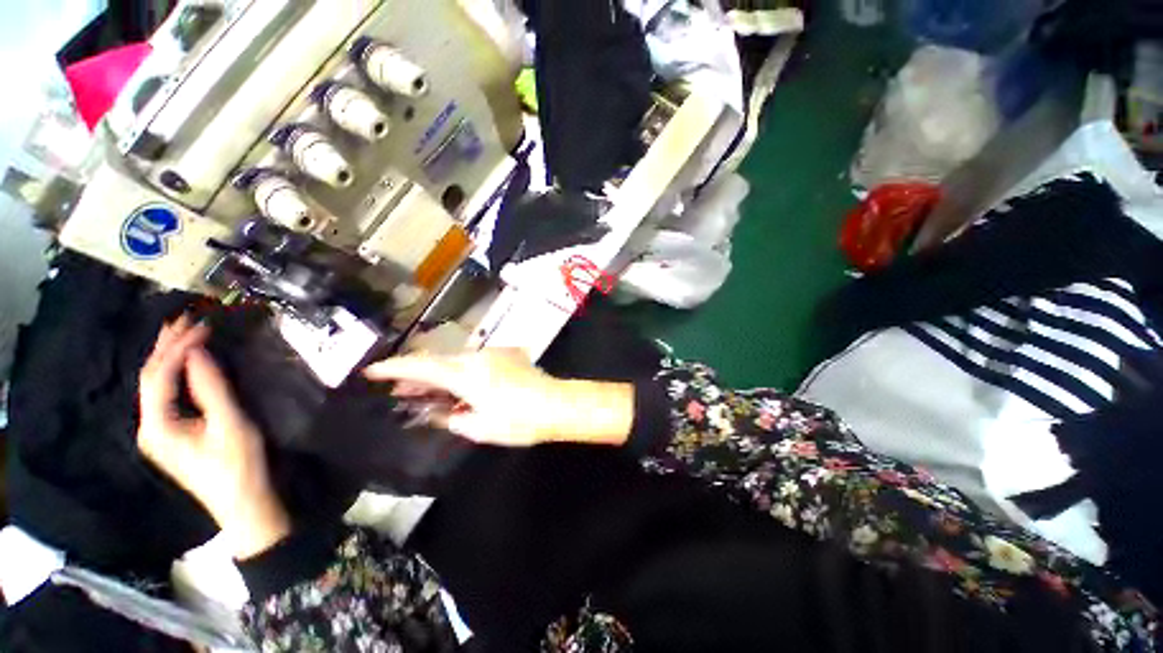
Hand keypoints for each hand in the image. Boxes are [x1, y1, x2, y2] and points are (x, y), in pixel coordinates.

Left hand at [137, 317, 289, 558]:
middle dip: (166, 346)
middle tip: (186, 318)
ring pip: (155, 385)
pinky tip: (184, 362)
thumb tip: (200, 351)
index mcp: (157, 425)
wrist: (242, 501)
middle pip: (150, 378)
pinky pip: (165, 394)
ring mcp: (157, 431)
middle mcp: (149, 425)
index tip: (202, 324)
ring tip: (183, 331)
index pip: (159, 375)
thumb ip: (212, 388)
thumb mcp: (230, 424)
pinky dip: (173, 372)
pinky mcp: (170, 433)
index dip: (177, 346)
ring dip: (168, 356)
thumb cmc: (237, 464)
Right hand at [364, 348, 634, 446]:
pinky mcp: (507, 353)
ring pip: (456, 360)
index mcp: (468, 375)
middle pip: (439, 361)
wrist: (557, 404)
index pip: (422, 367)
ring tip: (426, 391)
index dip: (394, 368)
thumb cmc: (520, 421)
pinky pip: (475, 360)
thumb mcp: (480, 428)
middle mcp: (478, 357)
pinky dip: (461, 371)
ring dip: (440, 373)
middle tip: (399, 390)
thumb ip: (452, 418)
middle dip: (417, 374)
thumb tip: (436, 413)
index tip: (371, 371)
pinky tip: (460, 385)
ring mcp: (494, 352)